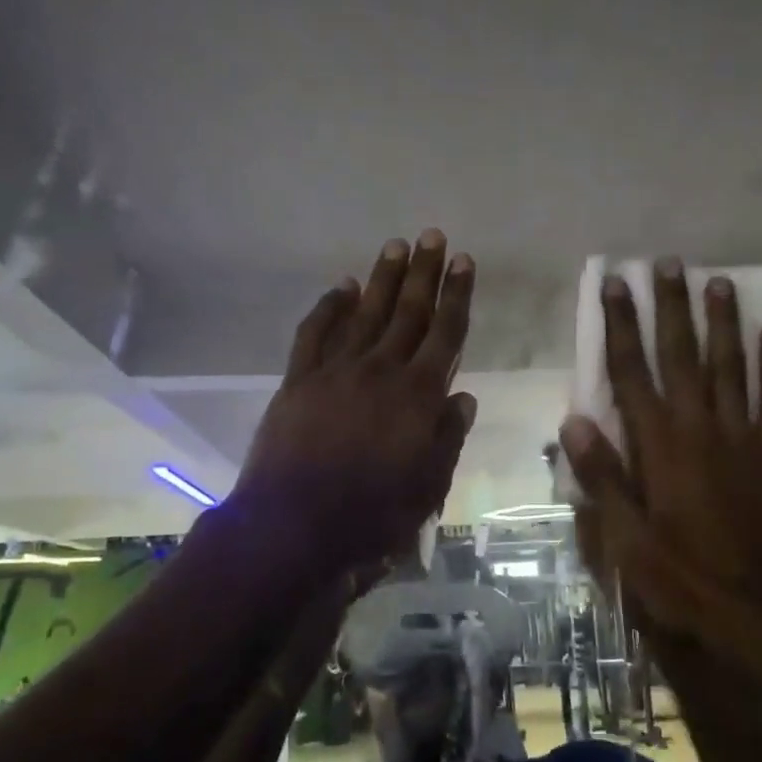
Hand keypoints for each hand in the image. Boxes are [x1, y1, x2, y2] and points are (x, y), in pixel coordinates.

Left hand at [236, 231, 476, 572]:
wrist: (295, 524)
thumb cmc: (372, 514)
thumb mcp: (428, 486)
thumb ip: (448, 437)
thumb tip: (462, 396)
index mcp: (418, 395)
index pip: (446, 335)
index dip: (457, 297)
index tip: (465, 263)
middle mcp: (381, 371)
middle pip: (408, 313)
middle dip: (424, 273)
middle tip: (433, 236)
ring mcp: (336, 371)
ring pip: (365, 313)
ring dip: (382, 278)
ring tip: (396, 246)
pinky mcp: (299, 380)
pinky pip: (315, 333)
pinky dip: (329, 307)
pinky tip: (342, 287)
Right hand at [562, 259, 761, 638]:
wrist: (754, 614)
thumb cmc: (678, 579)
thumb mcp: (624, 539)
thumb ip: (601, 477)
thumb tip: (573, 419)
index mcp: (658, 447)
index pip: (631, 372)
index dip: (620, 326)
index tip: (614, 284)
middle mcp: (701, 429)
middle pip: (682, 356)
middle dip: (671, 308)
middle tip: (667, 263)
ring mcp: (744, 440)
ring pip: (732, 367)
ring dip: (722, 323)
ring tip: (717, 281)